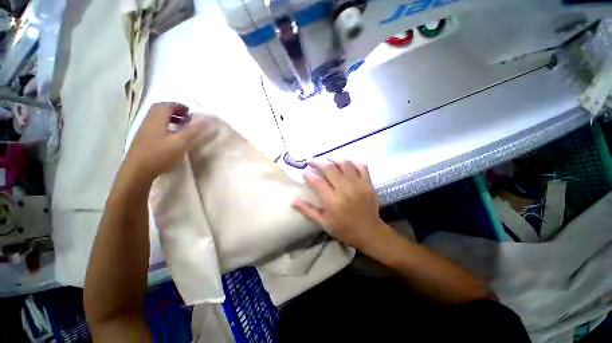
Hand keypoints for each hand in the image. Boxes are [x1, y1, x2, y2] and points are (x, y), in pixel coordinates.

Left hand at [123, 103, 215, 182]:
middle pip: (160, 111)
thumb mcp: (180, 143)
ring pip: (158, 120)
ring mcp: (144, 132)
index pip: (166, 105)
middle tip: (187, 119)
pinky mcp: (144, 141)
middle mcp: (148, 123)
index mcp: (156, 120)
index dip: (179, 106)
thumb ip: (194, 131)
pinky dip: (166, 128)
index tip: (191, 112)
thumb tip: (208, 120)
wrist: (137, 172)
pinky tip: (173, 139)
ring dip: (170, 120)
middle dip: (175, 112)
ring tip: (182, 128)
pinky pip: (156, 129)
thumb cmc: (159, 155)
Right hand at [292, 159, 384, 249]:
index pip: (317, 181)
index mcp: (332, 201)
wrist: (369, 233)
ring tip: (327, 160)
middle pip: (329, 168)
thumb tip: (293, 202)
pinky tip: (345, 163)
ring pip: (345, 164)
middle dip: (318, 162)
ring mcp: (358, 185)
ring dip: (334, 159)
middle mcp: (345, 190)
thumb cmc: (344, 229)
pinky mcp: (368, 183)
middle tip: (311, 162)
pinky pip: (361, 166)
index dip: (308, 174)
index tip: (305, 173)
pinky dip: (352, 162)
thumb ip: (308, 211)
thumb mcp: (323, 223)